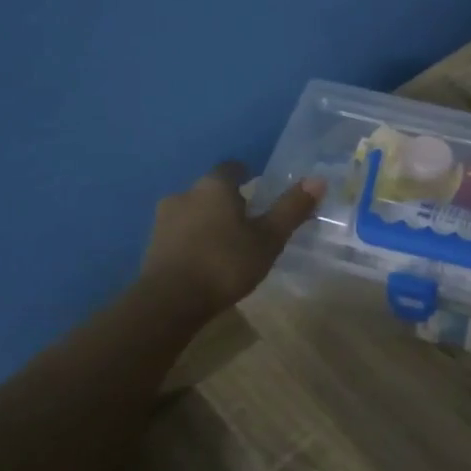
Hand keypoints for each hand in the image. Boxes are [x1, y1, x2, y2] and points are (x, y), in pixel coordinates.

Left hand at [140, 163, 323, 319]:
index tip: (260, 190)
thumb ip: (291, 209)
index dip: (248, 176)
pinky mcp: (152, 245)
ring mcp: (164, 219)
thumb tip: (318, 179)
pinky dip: (194, 241)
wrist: (170, 301)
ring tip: (228, 244)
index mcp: (214, 186)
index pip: (232, 168)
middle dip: (229, 202)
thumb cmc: (225, 263)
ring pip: (194, 212)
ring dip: (209, 222)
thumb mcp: (268, 239)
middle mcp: (185, 194)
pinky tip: (206, 260)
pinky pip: (180, 234)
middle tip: (250, 222)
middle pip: (211, 190)